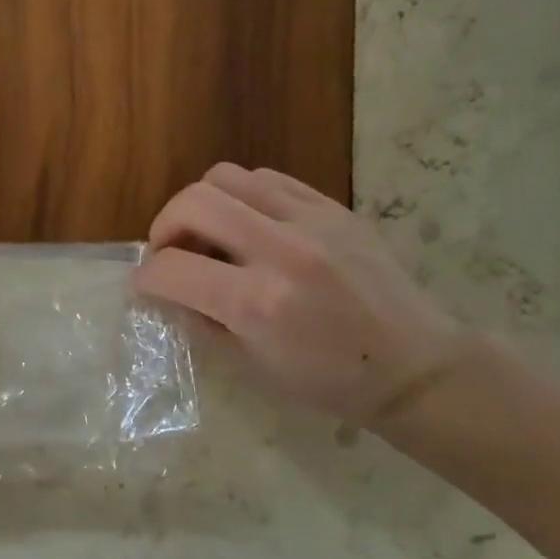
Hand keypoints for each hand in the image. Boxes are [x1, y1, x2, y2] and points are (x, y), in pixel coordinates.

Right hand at [135, 163, 463, 424]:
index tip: (145, 286)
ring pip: (226, 177)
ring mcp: (311, 221)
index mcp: (257, 303)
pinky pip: (266, 179)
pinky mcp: (333, 207)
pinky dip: (241, 196)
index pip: (172, 268)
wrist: (414, 366)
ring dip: (201, 205)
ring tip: (209, 235)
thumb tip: (164, 291)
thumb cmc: (328, 381)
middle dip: (163, 227)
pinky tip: (247, 225)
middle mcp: (281, 251)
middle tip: (169, 252)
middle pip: (193, 203)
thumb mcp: (250, 366)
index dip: (145, 278)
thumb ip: (199, 321)